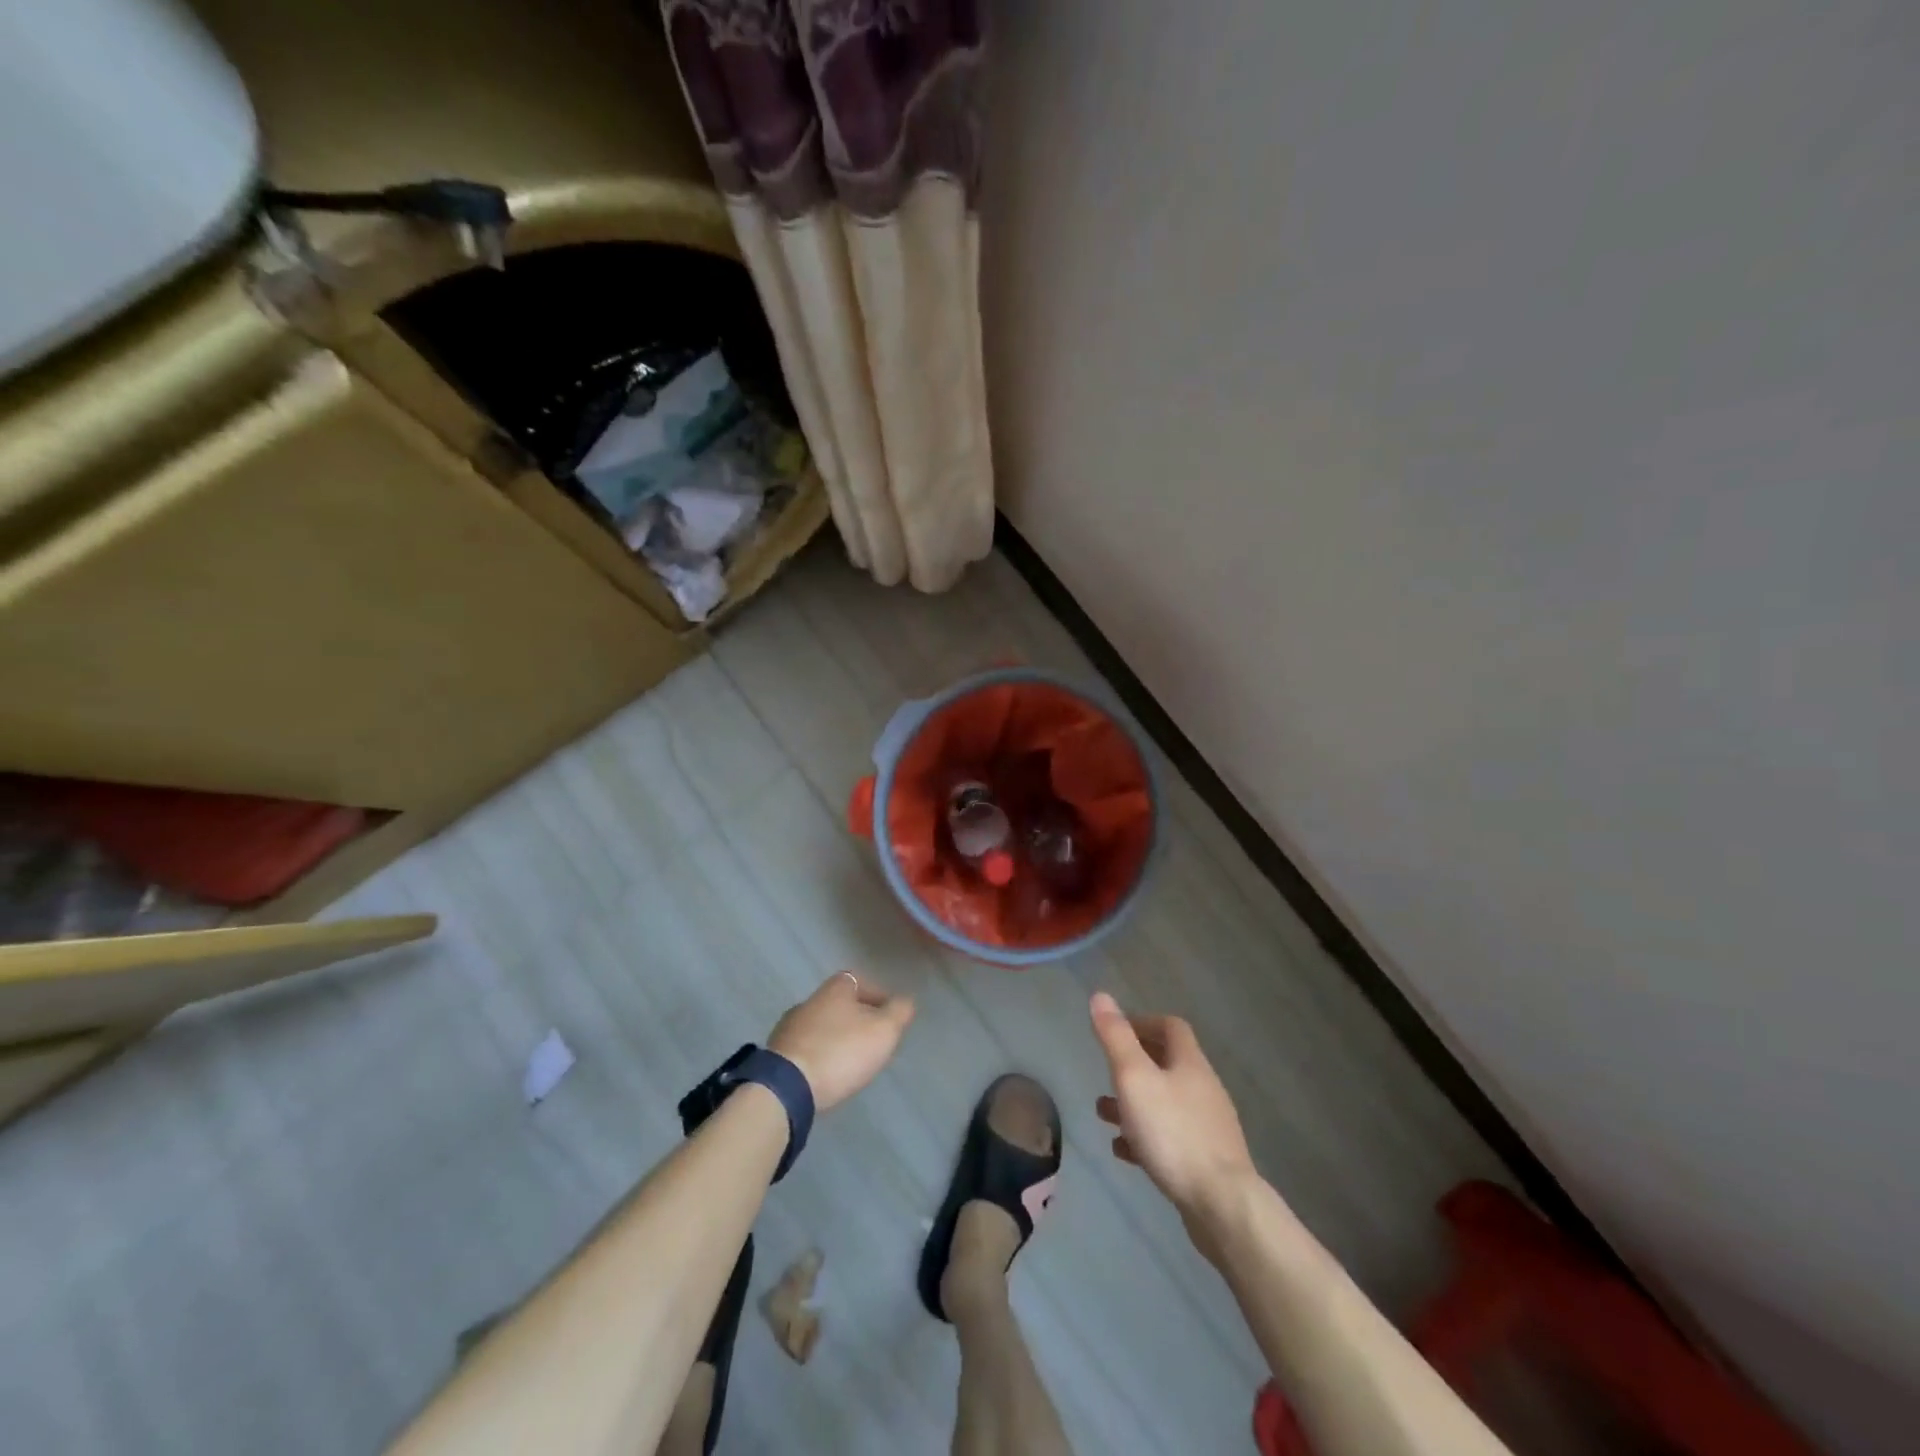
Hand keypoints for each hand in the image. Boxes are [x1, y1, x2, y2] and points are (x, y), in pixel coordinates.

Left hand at [769, 972, 915, 1111]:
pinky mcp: (776, 1054)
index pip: (859, 981)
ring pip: (821, 1026)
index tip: (889, 1017)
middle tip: (872, 1040)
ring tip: (851, 1061)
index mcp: (835, 988)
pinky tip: (827, 1073)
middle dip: (856, 1019)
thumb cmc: (841, 1051)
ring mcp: (788, 1027)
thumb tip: (905, 1000)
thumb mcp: (883, 1031)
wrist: (786, 1088)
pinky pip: (806, 1048)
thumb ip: (898, 1012)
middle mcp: (809, 1000)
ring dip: (836, 1038)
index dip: (877, 996)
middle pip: (839, 1004)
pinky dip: (819, 1056)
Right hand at [1090, 992, 1257, 1219]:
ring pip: (1165, 1103)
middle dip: (1134, 1066)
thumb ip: (1115, 1038)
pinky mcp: (1206, 1161)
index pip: (1171, 1027)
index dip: (1143, 1023)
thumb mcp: (1134, 1078)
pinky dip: (1145, 1136)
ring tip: (1103, 1114)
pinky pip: (1170, 1138)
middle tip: (1106, 1072)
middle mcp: (1203, 1089)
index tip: (1116, 1031)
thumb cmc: (1173, 1132)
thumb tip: (1100, 996)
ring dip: (1134, 1103)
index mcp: (1190, 1063)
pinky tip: (1124, 1151)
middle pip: (1168, 1064)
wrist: (1221, 1204)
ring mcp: (1208, 1127)